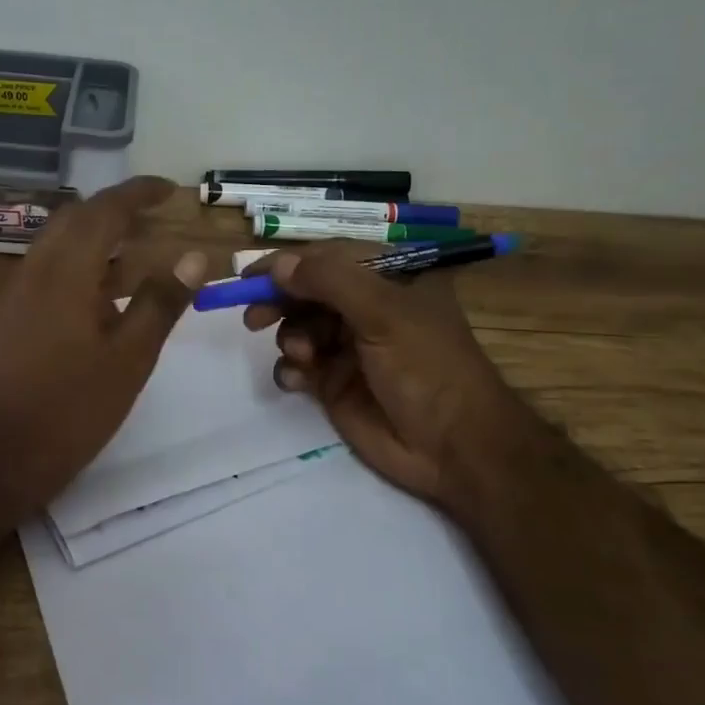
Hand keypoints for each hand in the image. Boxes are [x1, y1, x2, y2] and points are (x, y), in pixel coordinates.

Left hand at [0, 177, 205, 520]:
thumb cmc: (69, 410)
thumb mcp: (129, 359)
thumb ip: (161, 303)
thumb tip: (194, 255)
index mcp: (66, 272)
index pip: (105, 210)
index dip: (139, 193)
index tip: (171, 190)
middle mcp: (36, 271)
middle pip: (77, 219)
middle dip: (117, 209)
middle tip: (156, 216)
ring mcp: (18, 295)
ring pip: (60, 245)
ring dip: (98, 237)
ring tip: (139, 251)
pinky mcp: (12, 318)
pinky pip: (50, 271)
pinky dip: (82, 265)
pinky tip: (105, 295)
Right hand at [243, 246, 532, 509]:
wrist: (453, 448)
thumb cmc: (428, 368)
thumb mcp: (384, 313)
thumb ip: (331, 282)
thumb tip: (280, 265)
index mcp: (390, 279)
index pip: (330, 257)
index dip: (289, 263)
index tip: (251, 276)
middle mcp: (368, 308)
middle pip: (308, 292)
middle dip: (281, 301)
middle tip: (254, 317)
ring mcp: (350, 347)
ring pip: (299, 327)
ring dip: (291, 338)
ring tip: (302, 355)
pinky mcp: (335, 384)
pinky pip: (299, 366)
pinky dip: (290, 369)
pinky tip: (296, 381)